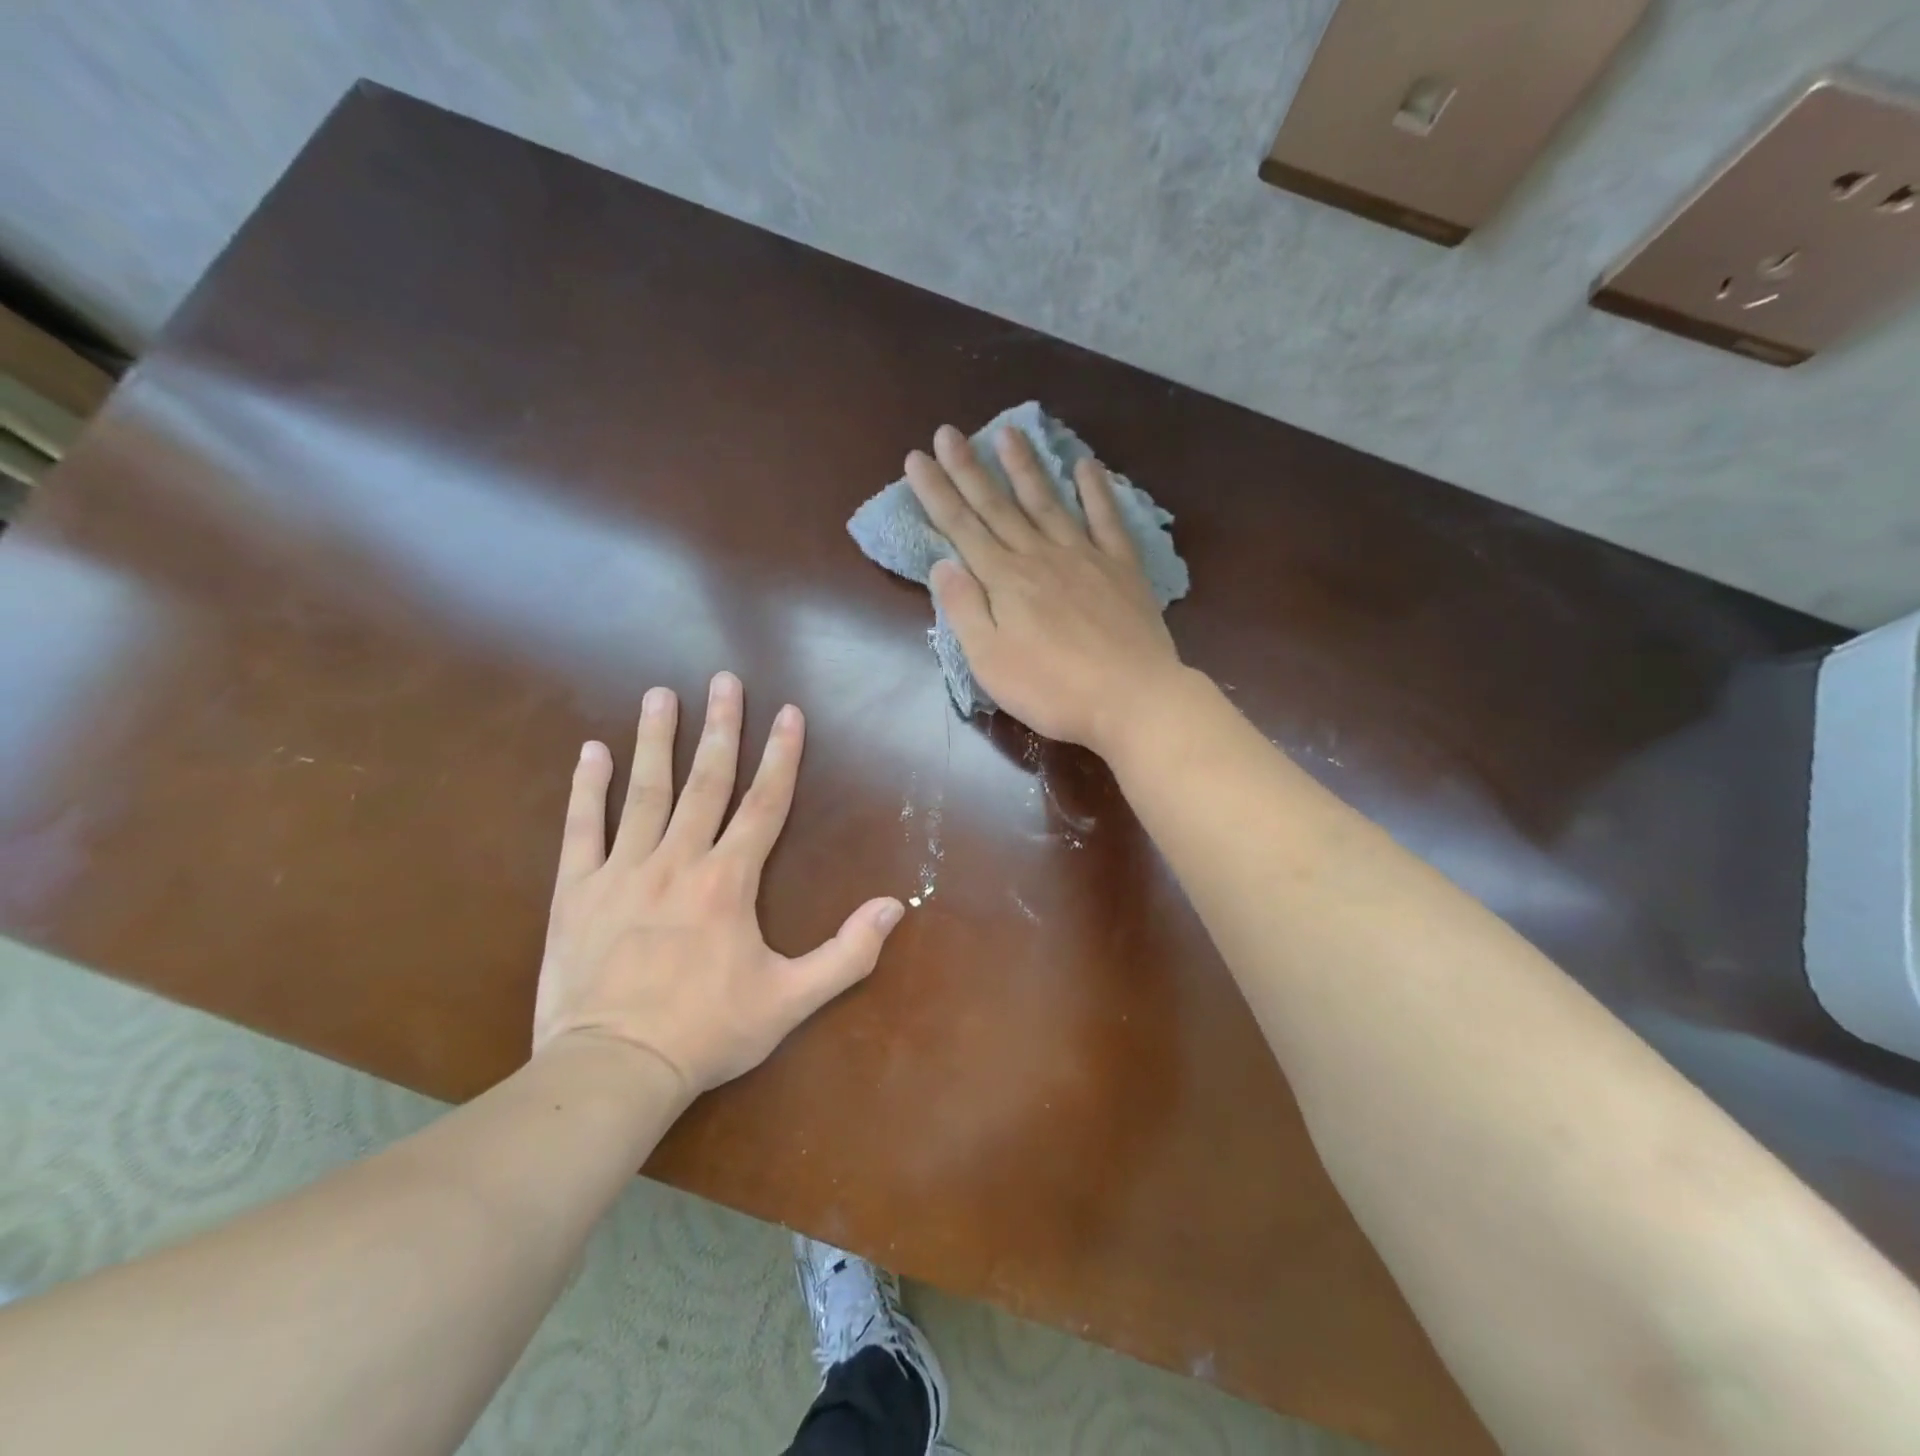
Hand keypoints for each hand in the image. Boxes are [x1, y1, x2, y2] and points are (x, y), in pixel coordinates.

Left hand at [532, 672, 904, 1097]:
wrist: (612, 1069)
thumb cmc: (707, 1032)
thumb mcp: (790, 1001)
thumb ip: (847, 953)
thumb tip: (895, 907)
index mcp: (729, 882)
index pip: (764, 804)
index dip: (780, 755)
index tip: (788, 712)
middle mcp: (678, 861)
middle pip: (706, 781)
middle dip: (721, 727)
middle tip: (724, 680)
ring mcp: (623, 871)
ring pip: (644, 792)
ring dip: (656, 739)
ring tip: (661, 694)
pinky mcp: (576, 891)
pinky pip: (582, 829)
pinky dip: (587, 788)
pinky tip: (592, 751)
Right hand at [906, 424, 1185, 754]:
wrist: (1132, 698)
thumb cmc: (1052, 689)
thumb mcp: (990, 661)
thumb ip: (964, 609)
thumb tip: (942, 562)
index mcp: (1004, 581)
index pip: (961, 528)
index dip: (937, 492)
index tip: (917, 458)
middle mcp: (1040, 556)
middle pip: (998, 506)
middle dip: (969, 469)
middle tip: (948, 432)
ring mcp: (1084, 557)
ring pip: (1047, 502)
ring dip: (1025, 466)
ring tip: (1008, 431)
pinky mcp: (1121, 568)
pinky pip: (1107, 519)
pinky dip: (1096, 490)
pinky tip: (1086, 465)